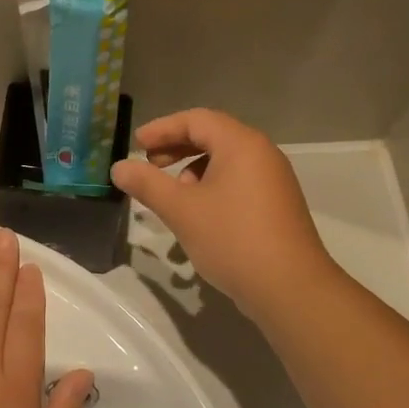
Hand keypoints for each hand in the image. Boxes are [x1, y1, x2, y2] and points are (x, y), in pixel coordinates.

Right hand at [111, 109, 331, 321]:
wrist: (289, 287)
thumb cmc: (232, 239)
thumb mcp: (181, 210)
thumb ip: (147, 184)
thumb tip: (119, 167)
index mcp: (241, 145)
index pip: (197, 119)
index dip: (163, 128)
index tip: (137, 144)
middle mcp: (262, 154)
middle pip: (213, 137)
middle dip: (177, 148)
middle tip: (149, 165)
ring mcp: (273, 181)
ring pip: (225, 163)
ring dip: (193, 172)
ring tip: (173, 197)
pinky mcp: (276, 205)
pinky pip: (238, 183)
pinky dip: (212, 189)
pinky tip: (198, 217)